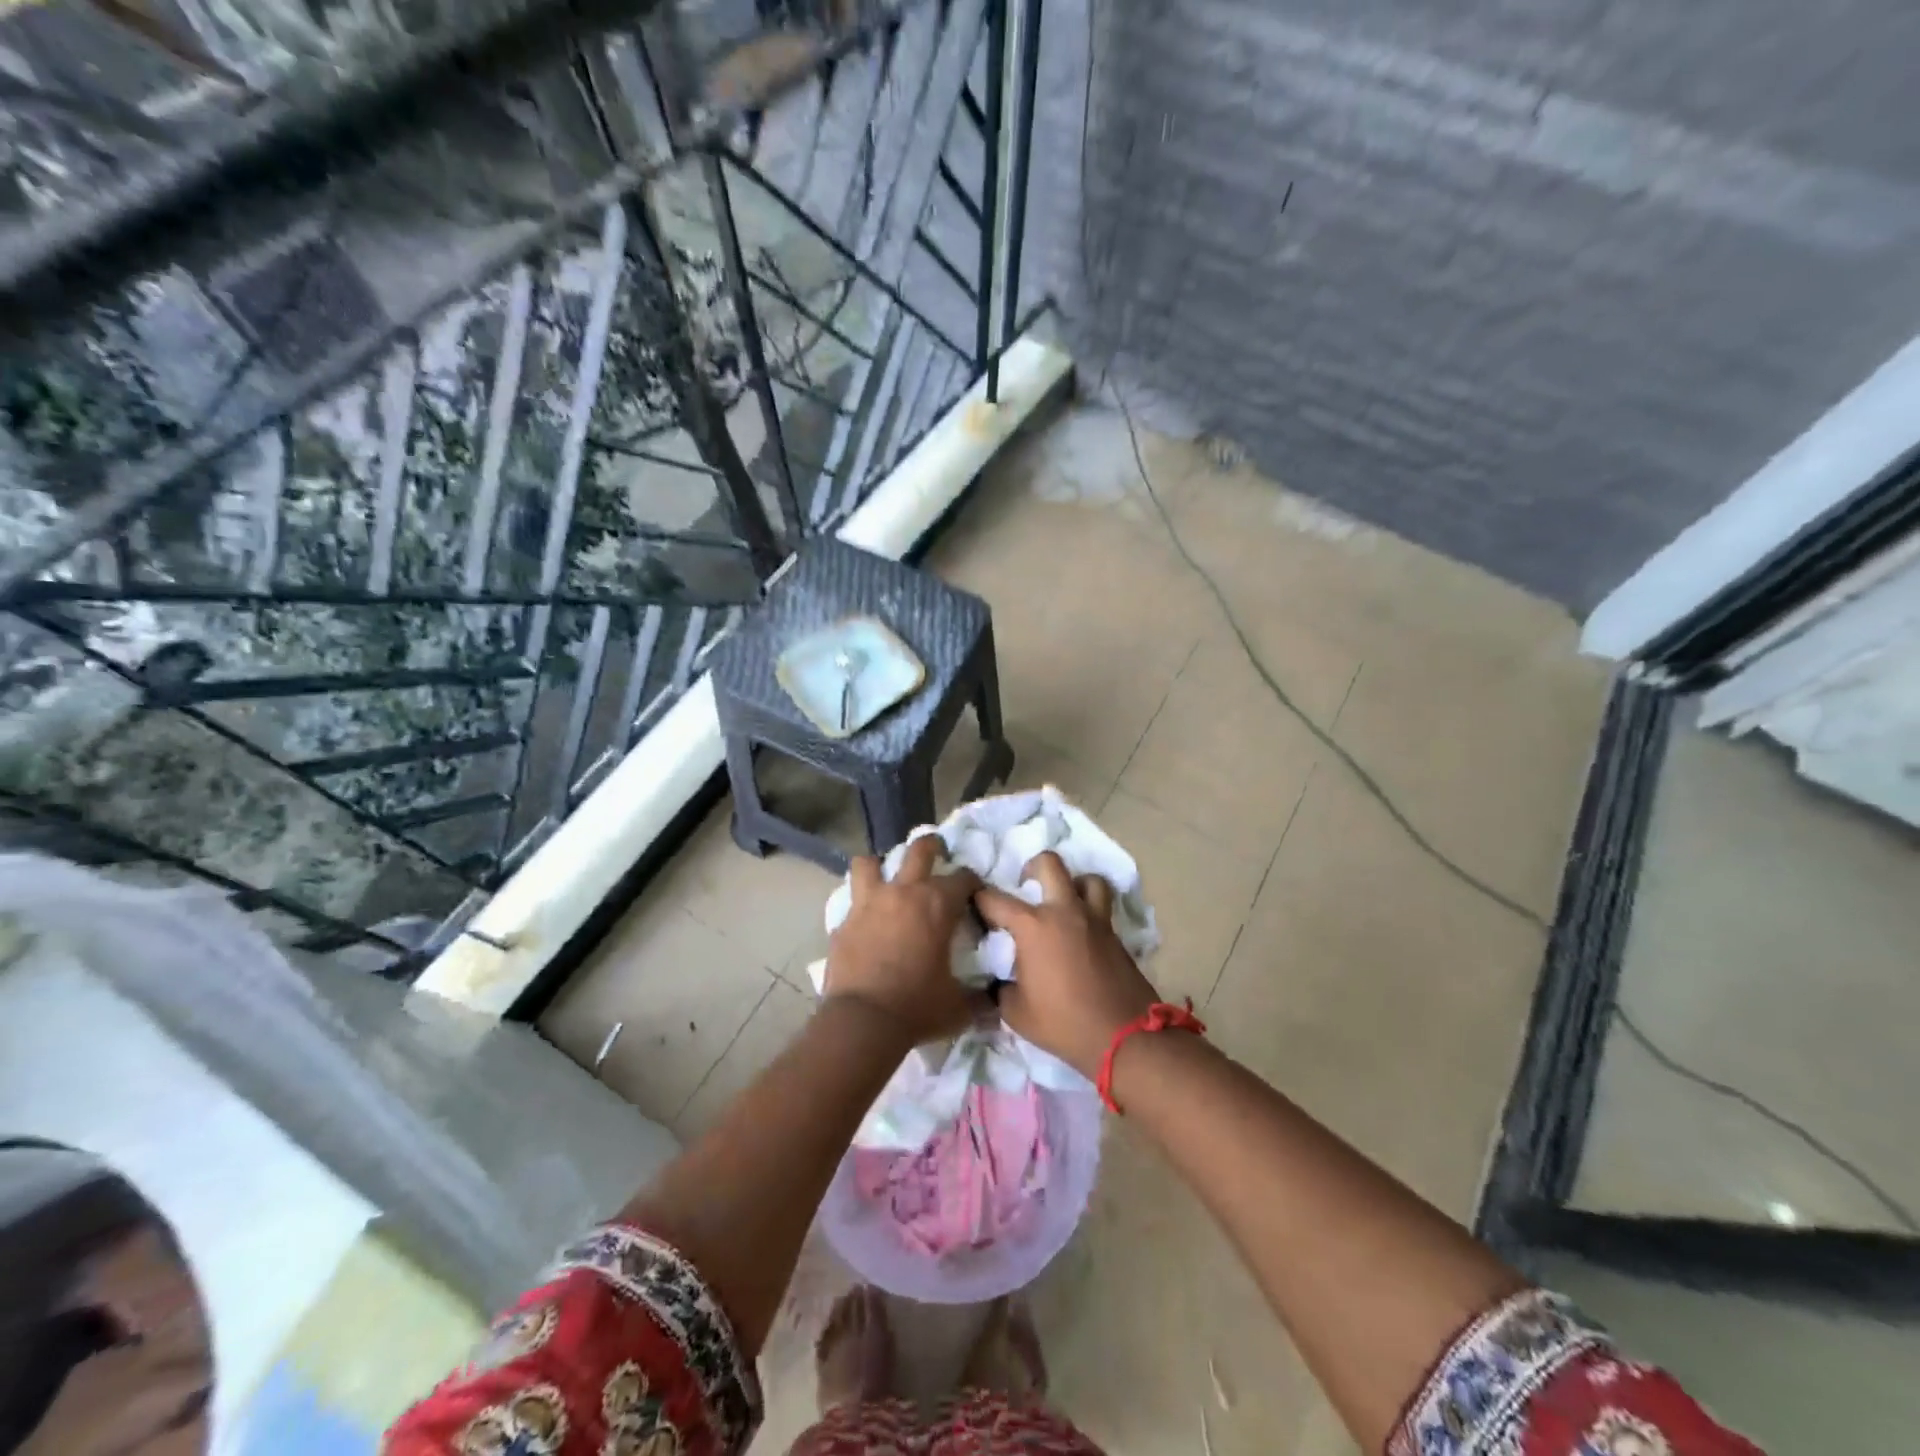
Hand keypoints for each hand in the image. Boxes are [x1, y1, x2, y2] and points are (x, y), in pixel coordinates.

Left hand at [824, 834, 984, 1044]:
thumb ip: (979, 998)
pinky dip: (860, 905)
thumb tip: (994, 1000)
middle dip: (932, 846)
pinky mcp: (844, 921)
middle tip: (937, 852)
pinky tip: (865, 919)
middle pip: (919, 849)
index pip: (964, 878)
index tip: (974, 893)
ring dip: (880, 866)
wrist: (863, 1021)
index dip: (972, 883)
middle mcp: (904, 892)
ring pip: (870, 863)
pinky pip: (852, 901)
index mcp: (938, 905)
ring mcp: (869, 903)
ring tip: (886, 878)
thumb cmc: (918, 1007)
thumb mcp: (959, 1006)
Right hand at [973, 851, 1160, 1079]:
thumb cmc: (1063, 1024)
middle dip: (1032, 868)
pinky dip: (1090, 909)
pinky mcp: (1115, 934)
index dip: (979, 899)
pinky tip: (1081, 932)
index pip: (995, 899)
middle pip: (1050, 864)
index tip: (975, 905)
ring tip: (1063, 901)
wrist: (1123, 1036)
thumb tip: (999, 980)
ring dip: (1073, 883)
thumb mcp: (1016, 1013)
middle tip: (1026, 885)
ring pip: (1087, 879)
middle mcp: (1064, 911)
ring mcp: (1094, 920)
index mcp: (1033, 926)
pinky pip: (1102, 907)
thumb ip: (1001, 988)